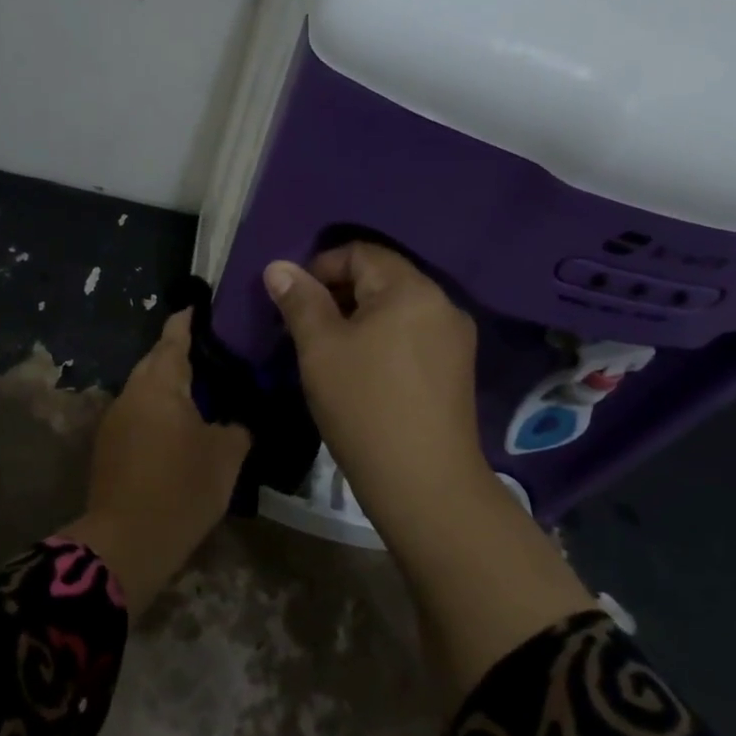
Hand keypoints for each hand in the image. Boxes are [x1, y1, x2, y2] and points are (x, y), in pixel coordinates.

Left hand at [63, 311, 250, 614]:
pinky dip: (159, 410)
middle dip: (181, 353)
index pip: (174, 336)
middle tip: (216, 354)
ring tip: (203, 390)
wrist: (128, 541)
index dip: (189, 319)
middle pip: (156, 360)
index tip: (204, 307)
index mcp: (160, 383)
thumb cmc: (182, 488)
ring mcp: (115, 419)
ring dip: (169, 385)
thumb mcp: (227, 455)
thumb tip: (237, 418)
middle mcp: (132, 391)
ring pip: (146, 388)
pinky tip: (180, 426)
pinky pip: (139, 413)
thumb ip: (237, 426)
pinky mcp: (109, 446)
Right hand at [264, 243, 490, 525]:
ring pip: (396, 310)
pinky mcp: (457, 369)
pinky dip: (383, 341)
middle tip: (306, 331)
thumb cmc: (365, 406)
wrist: (424, 483)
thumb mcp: (320, 349)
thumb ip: (300, 301)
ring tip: (331, 355)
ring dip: (359, 320)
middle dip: (338, 295)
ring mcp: (455, 338)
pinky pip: (412, 336)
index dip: (320, 268)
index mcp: (411, 289)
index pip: (360, 252)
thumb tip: (279, 267)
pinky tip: (364, 374)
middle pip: (381, 278)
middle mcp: (442, 303)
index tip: (294, 304)